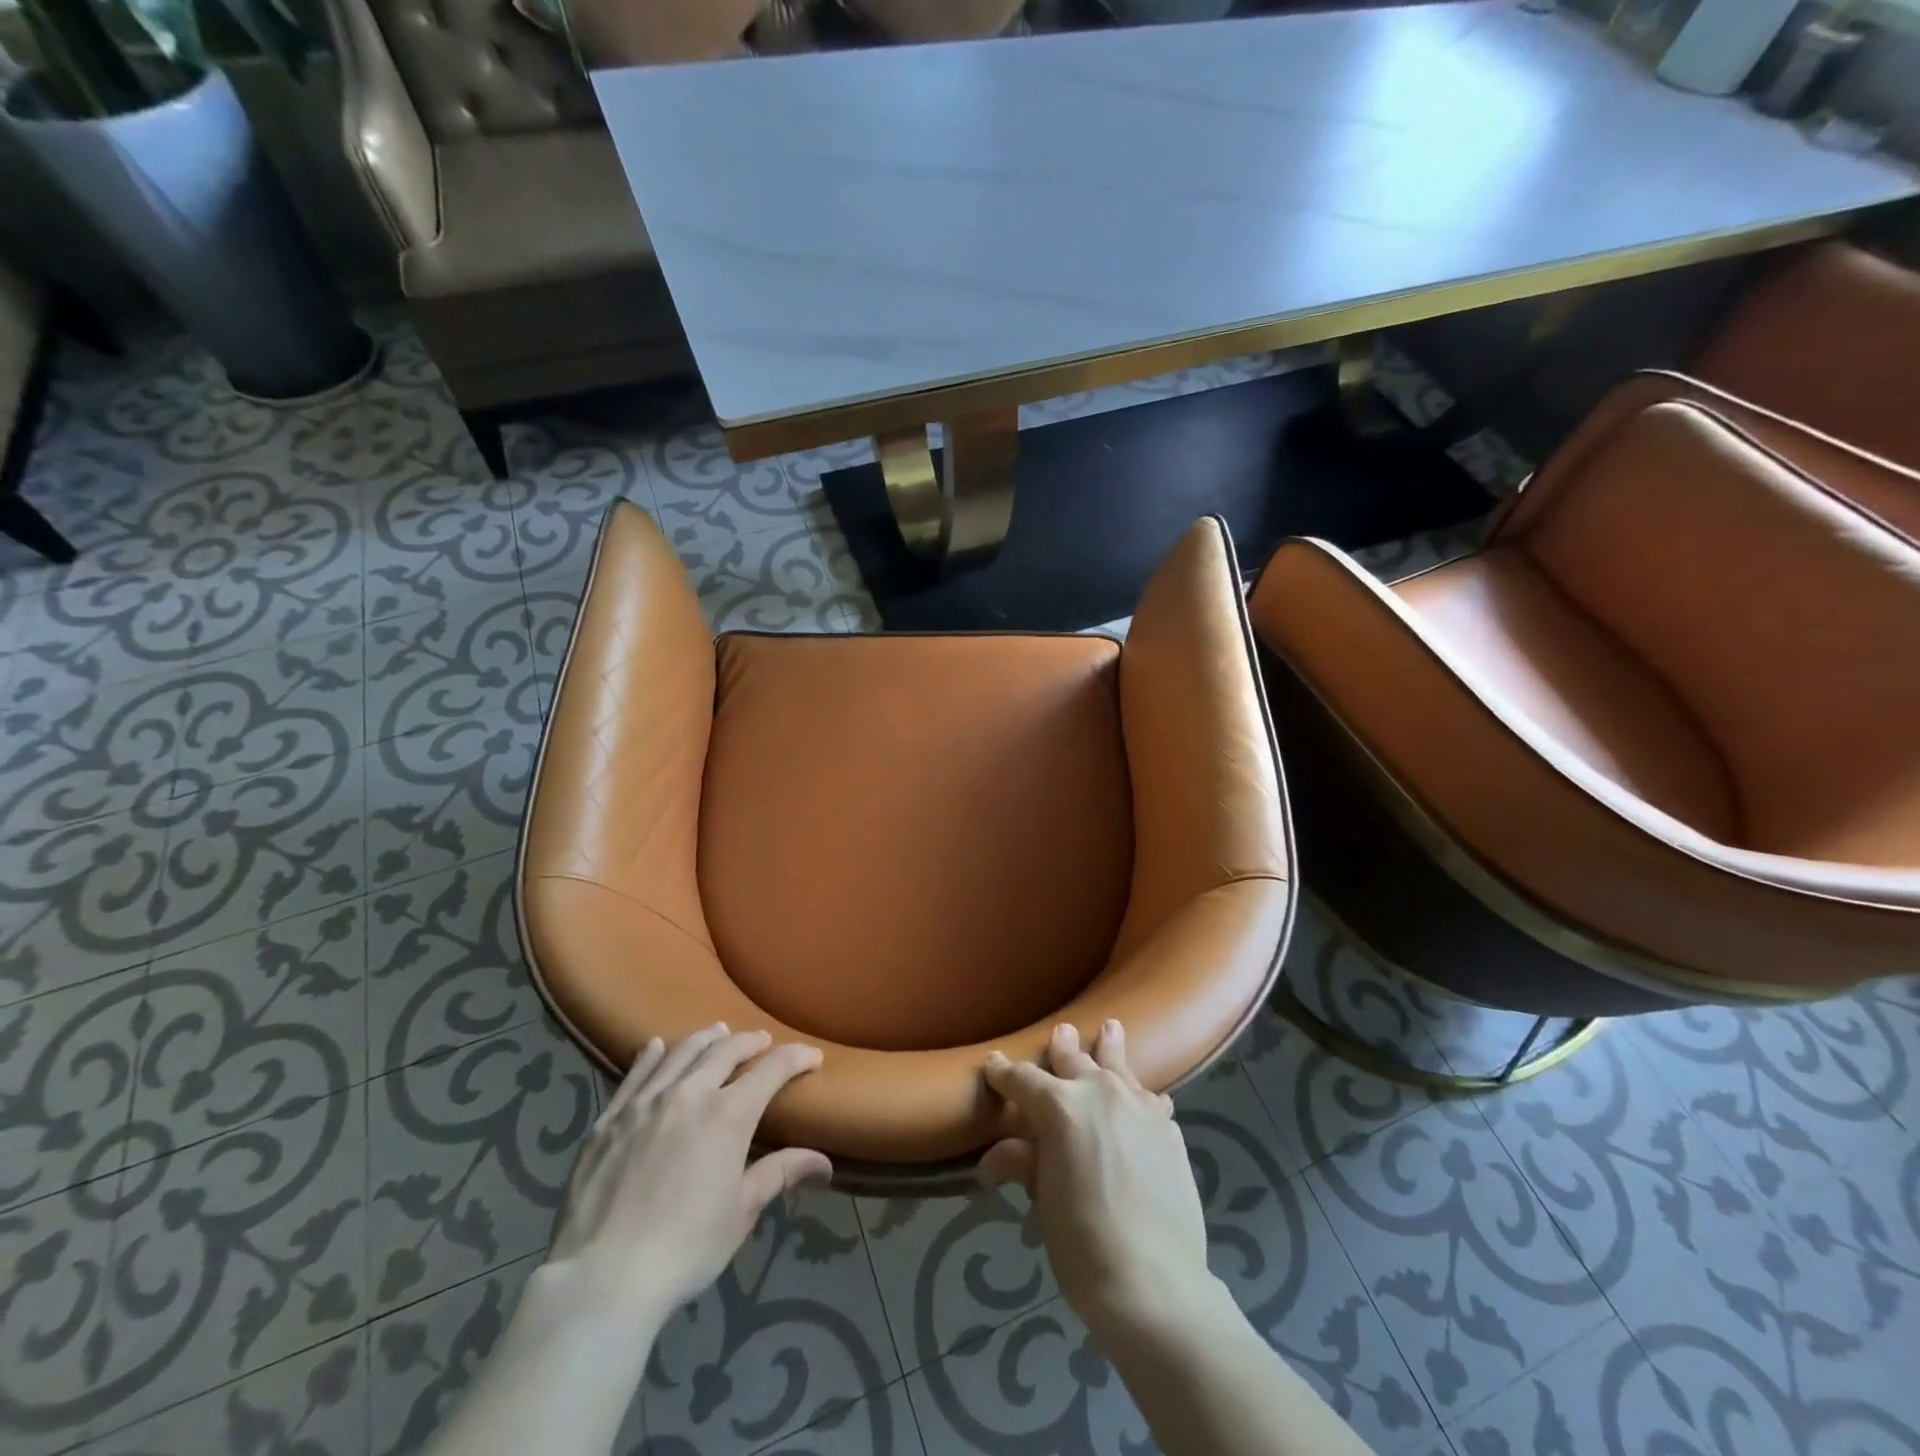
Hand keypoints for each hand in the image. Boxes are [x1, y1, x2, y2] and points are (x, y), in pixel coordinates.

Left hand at [545, 1024, 830, 1319]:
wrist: (603, 1277)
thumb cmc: (686, 1247)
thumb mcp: (741, 1212)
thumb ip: (780, 1174)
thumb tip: (824, 1162)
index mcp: (729, 1114)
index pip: (773, 1068)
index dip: (797, 1058)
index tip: (812, 1057)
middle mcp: (690, 1093)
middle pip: (726, 1050)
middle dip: (751, 1041)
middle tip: (763, 1042)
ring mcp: (646, 1101)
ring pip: (682, 1052)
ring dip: (706, 1038)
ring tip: (718, 1031)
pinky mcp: (610, 1118)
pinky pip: (636, 1073)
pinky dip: (652, 1055)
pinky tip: (657, 1046)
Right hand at [979, 1022, 1210, 1334]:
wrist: (1155, 1282)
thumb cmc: (1083, 1243)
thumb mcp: (1044, 1203)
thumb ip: (1024, 1165)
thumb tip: (992, 1160)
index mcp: (1059, 1106)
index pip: (1022, 1081)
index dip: (1004, 1073)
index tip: (993, 1065)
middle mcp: (1100, 1092)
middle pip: (1075, 1060)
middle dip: (1062, 1047)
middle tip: (1060, 1032)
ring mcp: (1139, 1106)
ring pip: (1119, 1066)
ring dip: (1109, 1048)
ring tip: (1110, 1028)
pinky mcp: (1168, 1128)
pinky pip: (1150, 1099)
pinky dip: (1140, 1095)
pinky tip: (1146, 1099)